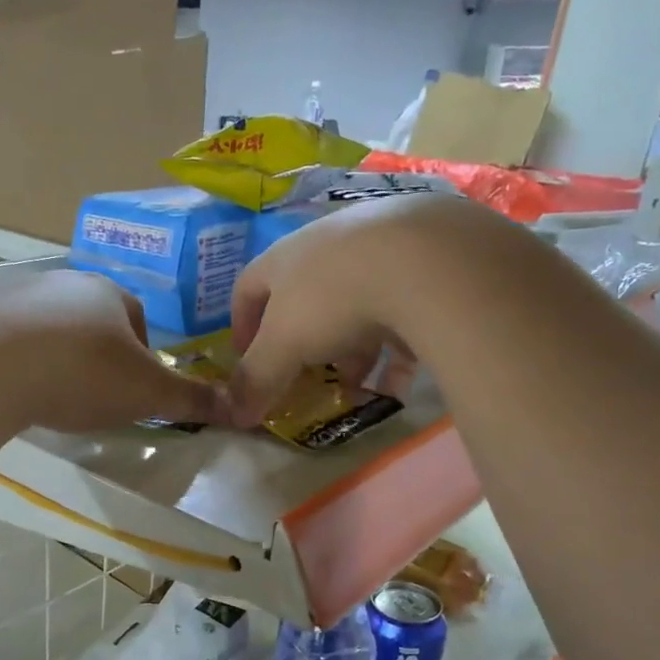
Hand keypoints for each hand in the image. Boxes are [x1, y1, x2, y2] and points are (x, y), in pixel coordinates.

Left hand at [0, 270, 232, 433]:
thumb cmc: (82, 373)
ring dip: (55, 355)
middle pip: (91, 319)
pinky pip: (7, 339)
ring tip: (50, 395)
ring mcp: (15, 295)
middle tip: (93, 395)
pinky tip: (12, 388)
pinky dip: (16, 360)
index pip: (137, 319)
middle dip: (97, 354)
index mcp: (108, 294)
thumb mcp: (146, 393)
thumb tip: (238, 408)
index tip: (133, 389)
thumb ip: (190, 400)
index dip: (141, 355)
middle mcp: (63, 283)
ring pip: (48, 327)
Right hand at [228, 193, 513, 424]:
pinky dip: (395, 348)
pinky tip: (399, 382)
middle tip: (307, 376)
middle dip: (303, 342)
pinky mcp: (426, 263)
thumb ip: (257, 379)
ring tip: (355, 385)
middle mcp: (329, 245)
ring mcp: (380, 248)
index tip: (246, 358)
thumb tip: (232, 415)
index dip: (242, 324)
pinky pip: (402, 311)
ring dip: (350, 349)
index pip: (248, 286)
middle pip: (305, 297)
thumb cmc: (334, 298)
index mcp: (285, 257)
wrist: (427, 260)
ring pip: (356, 304)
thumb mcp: (284, 345)